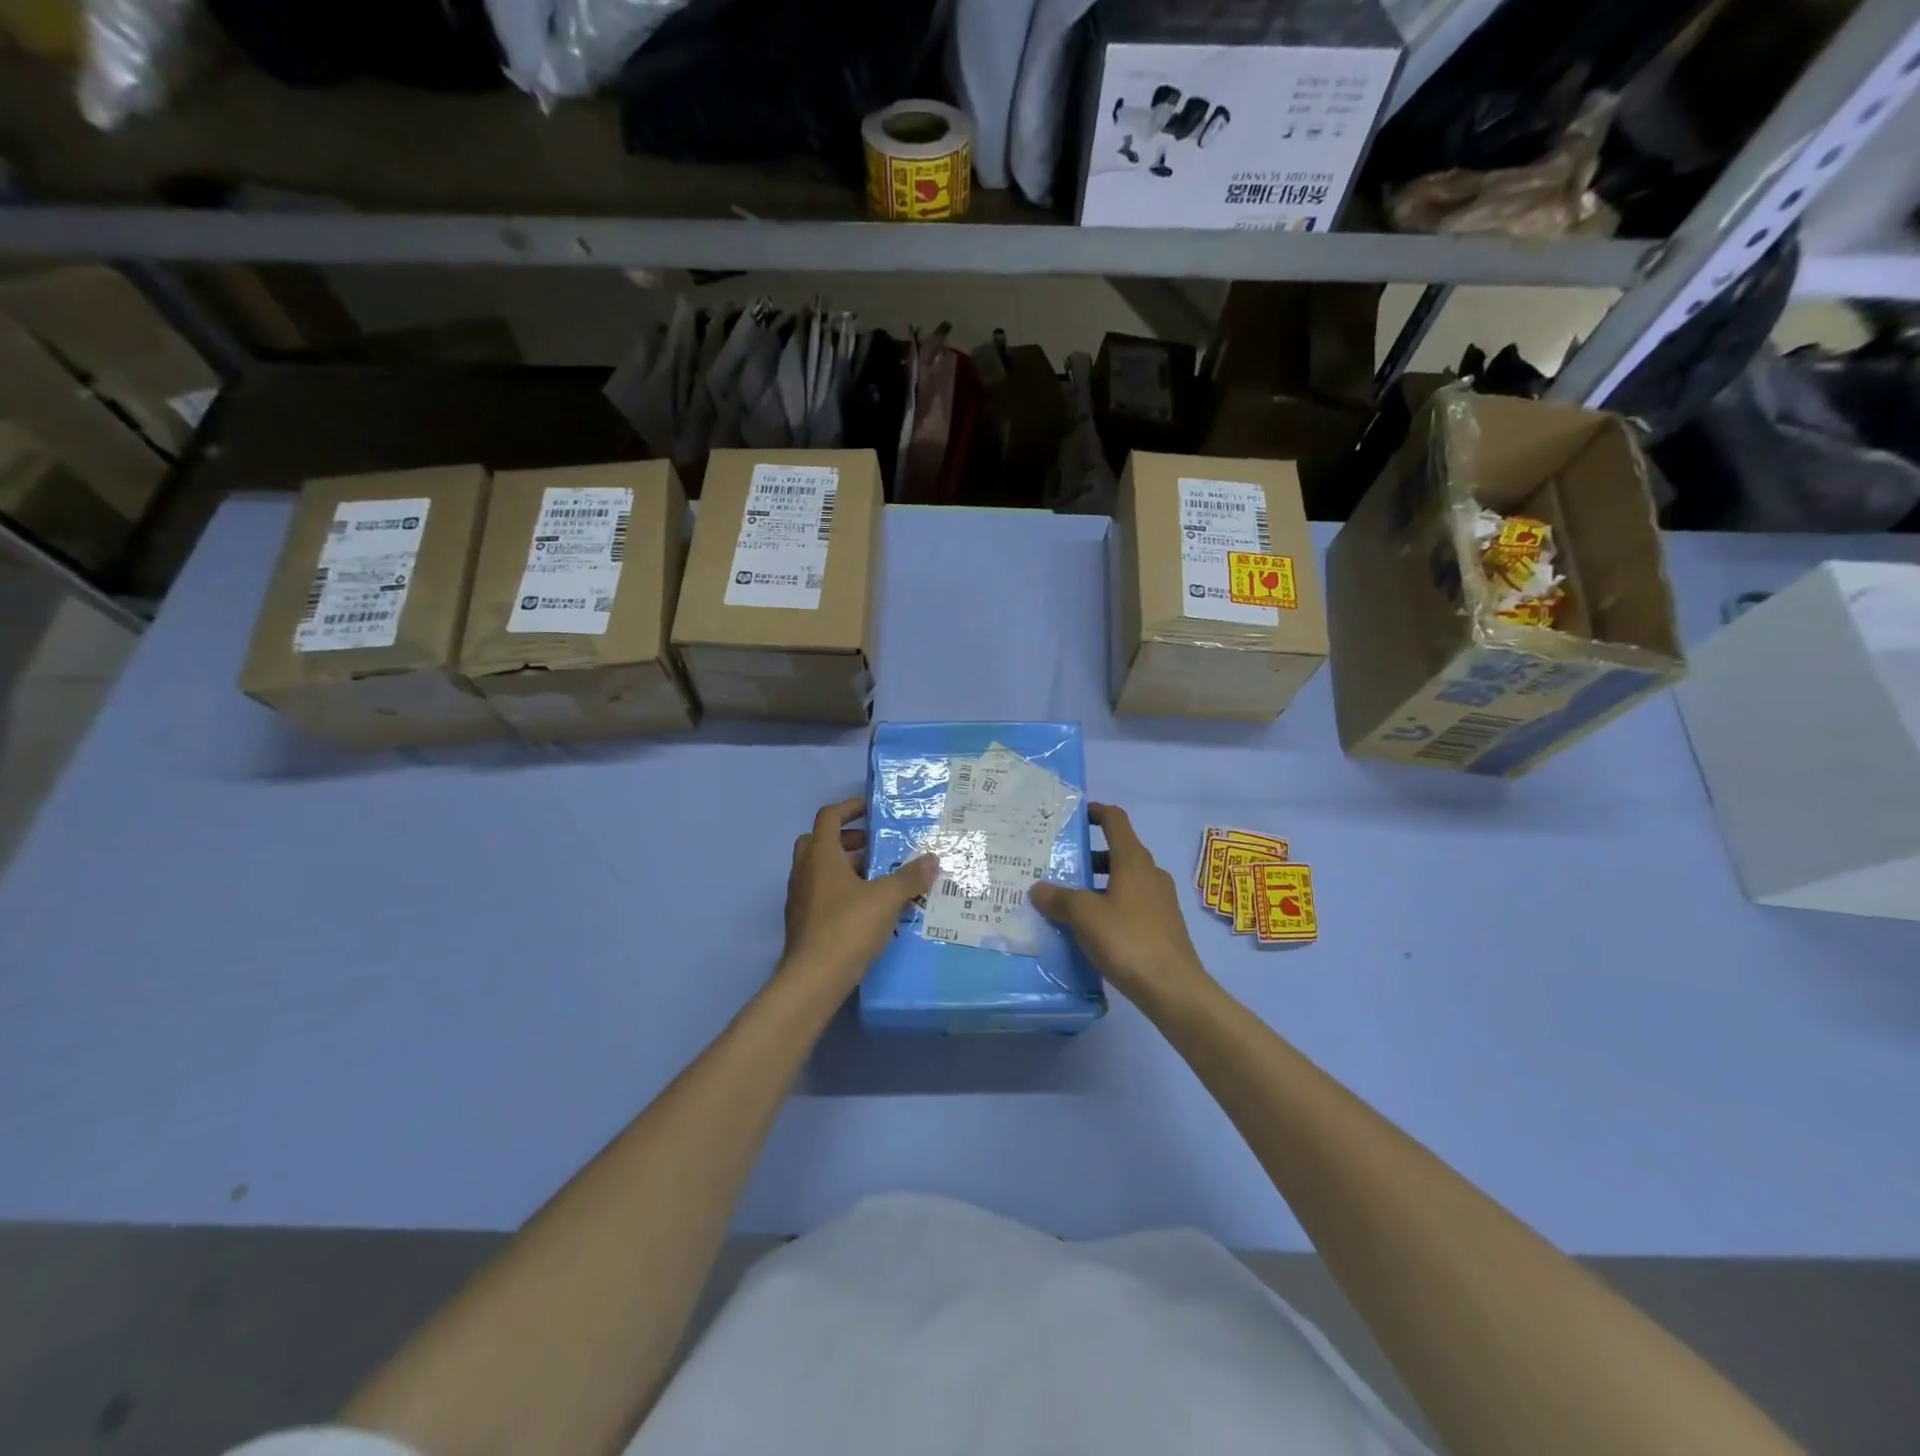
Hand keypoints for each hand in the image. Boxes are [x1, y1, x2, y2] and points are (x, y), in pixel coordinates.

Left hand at [782, 797, 936, 989]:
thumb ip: (910, 877)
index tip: (872, 810)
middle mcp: (804, 870)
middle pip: (820, 841)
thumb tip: (932, 859)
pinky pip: (820, 894)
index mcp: (820, 854)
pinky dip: (840, 891)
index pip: (829, 816)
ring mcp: (799, 897)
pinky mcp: (802, 922)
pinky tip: (866, 909)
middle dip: (847, 839)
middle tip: (875, 847)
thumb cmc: (848, 926)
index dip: (850, 808)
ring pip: (819, 869)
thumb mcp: (887, 898)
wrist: (813, 978)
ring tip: (877, 879)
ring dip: (845, 866)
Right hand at [1030, 803, 1212, 1011]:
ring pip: (1124, 879)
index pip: (1115, 821)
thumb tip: (1038, 888)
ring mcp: (1160, 900)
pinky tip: (1092, 928)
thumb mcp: (1084, 916)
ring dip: (1098, 883)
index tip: (1075, 816)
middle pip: (1118, 851)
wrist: (1173, 988)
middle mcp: (1150, 873)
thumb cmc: (1127, 940)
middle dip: (1089, 855)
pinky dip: (1110, 904)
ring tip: (1069, 901)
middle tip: (1060, 866)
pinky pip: (1131, 902)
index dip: (1096, 812)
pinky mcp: (1162, 924)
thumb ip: (1060, 898)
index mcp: (1133, 861)